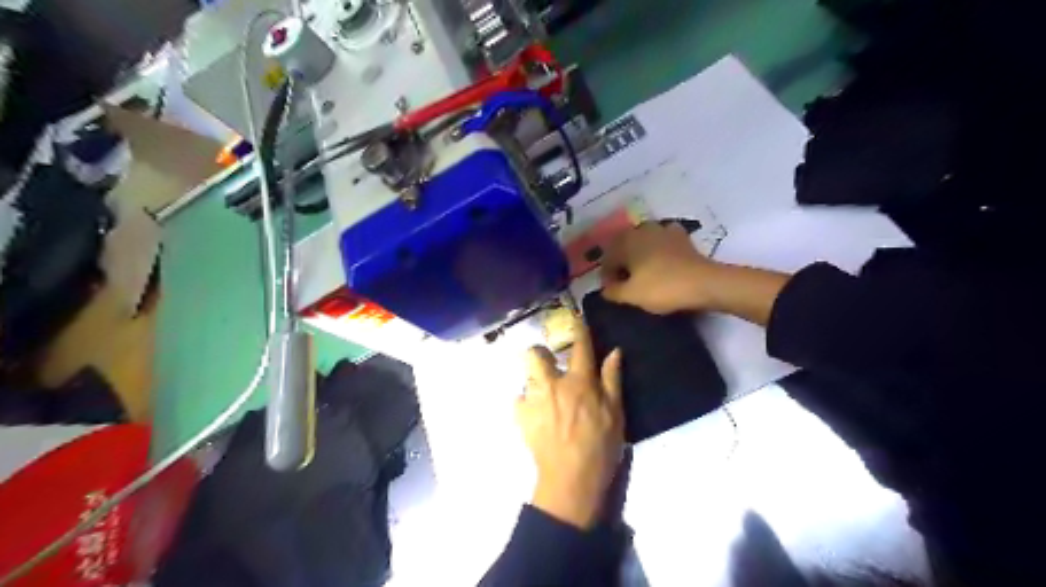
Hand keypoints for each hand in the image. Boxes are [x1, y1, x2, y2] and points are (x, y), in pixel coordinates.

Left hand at [517, 324, 619, 530]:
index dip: (579, 330)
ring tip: (544, 394)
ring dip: (535, 380)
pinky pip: (519, 400)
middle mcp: (552, 384)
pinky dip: (526, 403)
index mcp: (579, 382)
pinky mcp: (520, 417)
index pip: (579, 346)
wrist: (571, 479)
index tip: (577, 321)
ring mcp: (533, 399)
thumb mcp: (616, 413)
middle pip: (535, 353)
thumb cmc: (600, 446)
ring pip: (525, 375)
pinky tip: (536, 415)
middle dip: (540, 353)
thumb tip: (614, 351)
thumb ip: (612, 379)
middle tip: (550, 365)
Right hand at [597, 222, 720, 315]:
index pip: (607, 258)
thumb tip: (605, 289)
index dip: (607, 276)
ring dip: (639, 254)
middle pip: (623, 246)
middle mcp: (641, 230)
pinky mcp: (680, 236)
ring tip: (642, 272)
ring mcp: (662, 230)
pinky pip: (662, 241)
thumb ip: (612, 291)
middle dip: (621, 262)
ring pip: (642, 241)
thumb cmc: (662, 288)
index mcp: (625, 242)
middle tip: (625, 282)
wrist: (703, 283)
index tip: (612, 291)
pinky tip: (662, 261)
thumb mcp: (631, 295)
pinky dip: (658, 249)